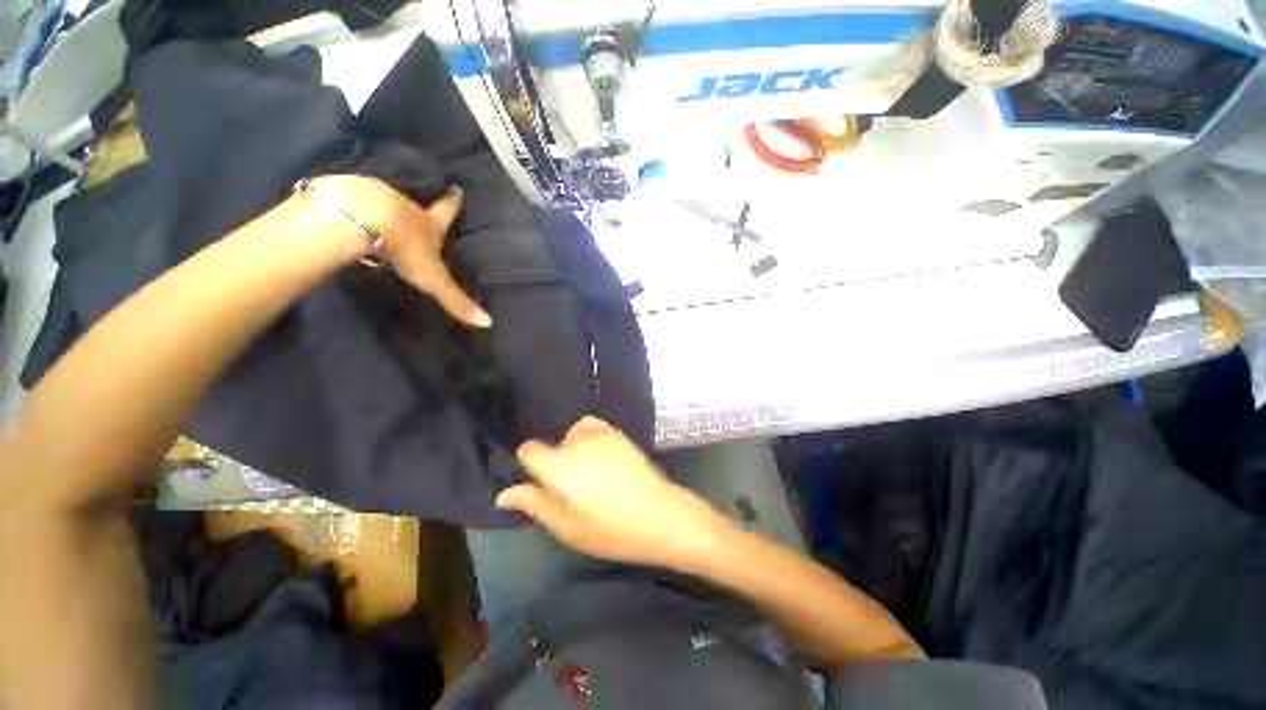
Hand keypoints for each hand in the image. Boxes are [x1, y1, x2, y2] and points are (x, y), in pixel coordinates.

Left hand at [309, 175, 490, 327]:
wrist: (360, 218)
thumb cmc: (404, 248)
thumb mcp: (433, 279)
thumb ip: (456, 300)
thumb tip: (488, 323)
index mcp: (429, 224)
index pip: (446, 211)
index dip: (453, 202)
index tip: (457, 189)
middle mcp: (405, 206)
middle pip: (414, 203)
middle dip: (417, 205)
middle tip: (417, 205)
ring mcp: (375, 196)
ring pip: (383, 199)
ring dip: (384, 205)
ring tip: (381, 212)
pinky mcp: (346, 193)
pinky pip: (353, 197)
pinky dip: (354, 204)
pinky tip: (349, 212)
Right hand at [496, 416, 735, 569]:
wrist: (658, 514)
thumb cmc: (610, 529)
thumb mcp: (566, 526)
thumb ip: (534, 503)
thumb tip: (503, 494)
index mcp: (559, 465)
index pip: (529, 450)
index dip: (530, 466)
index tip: (542, 485)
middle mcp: (577, 441)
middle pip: (553, 445)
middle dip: (555, 463)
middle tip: (572, 490)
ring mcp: (600, 433)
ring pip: (573, 435)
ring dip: (573, 449)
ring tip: (588, 475)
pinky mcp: (618, 433)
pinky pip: (593, 427)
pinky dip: (589, 438)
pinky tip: (601, 459)